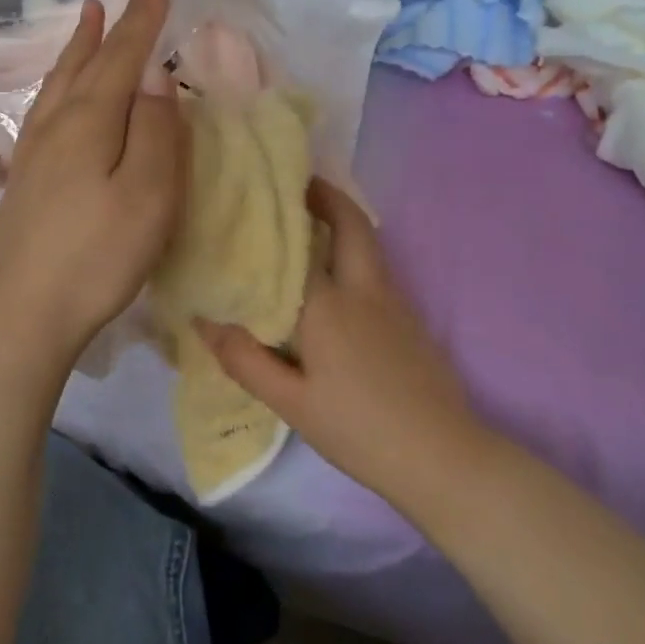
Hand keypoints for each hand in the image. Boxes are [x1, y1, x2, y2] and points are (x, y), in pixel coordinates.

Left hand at [0, 0, 187, 361]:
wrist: (24, 311)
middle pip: (85, 63)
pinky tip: (58, 92)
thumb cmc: (98, 255)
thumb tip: (155, 77)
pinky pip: (46, 107)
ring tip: (85, 18)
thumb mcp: (148, 195)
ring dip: (77, 47)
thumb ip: (156, 132)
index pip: (121, 58)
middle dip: (110, 26)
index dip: (142, 21)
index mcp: (90, 122)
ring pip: (59, 82)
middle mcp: (56, 125)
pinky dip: (59, 82)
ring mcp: (34, 152)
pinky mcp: (25, 178)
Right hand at [195, 180, 483, 508]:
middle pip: (352, 224)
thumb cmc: (357, 430)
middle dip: (328, 197)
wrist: (441, 456)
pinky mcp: (412, 320)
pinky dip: (355, 255)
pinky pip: (378, 270)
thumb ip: (245, 359)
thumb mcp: (291, 403)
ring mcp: (396, 302)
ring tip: (308, 227)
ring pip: (369, 245)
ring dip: (343, 224)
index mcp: (329, 305)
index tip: (259, 193)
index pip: (297, 245)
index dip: (279, 217)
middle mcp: (365, 289)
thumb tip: (203, 322)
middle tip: (299, 187)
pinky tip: (337, 283)